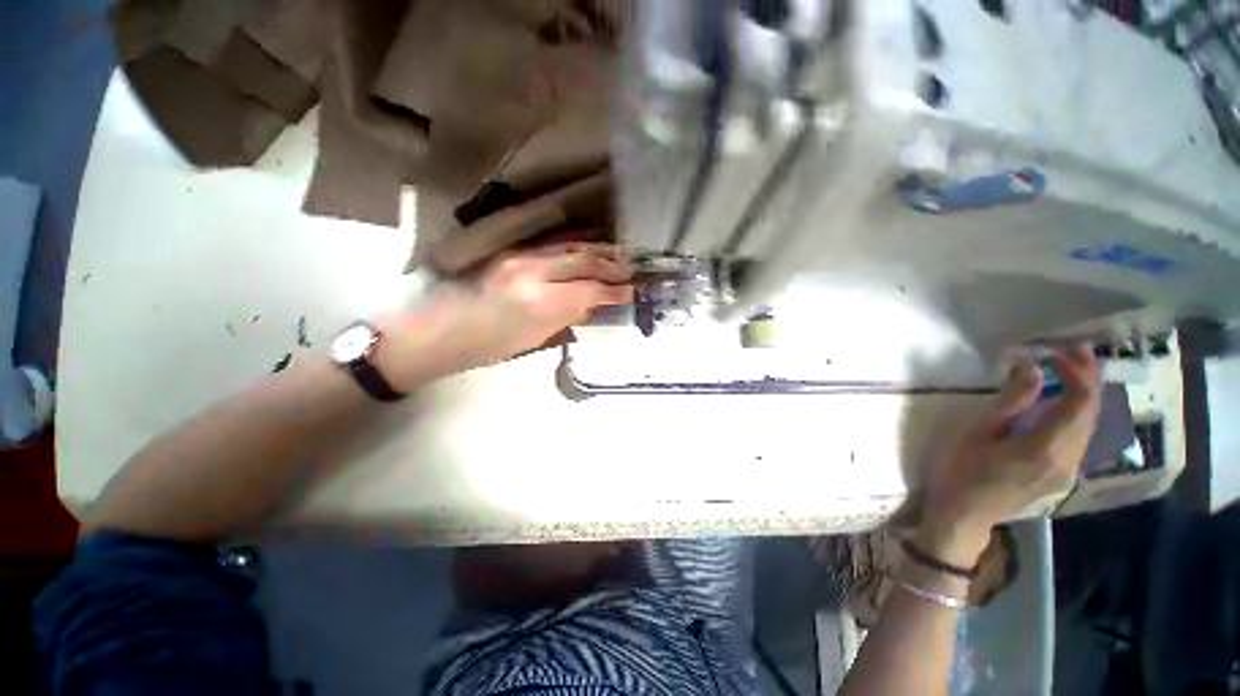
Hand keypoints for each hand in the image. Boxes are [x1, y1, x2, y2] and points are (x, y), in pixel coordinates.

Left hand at [379, 243, 632, 384]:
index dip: (614, 291)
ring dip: (597, 250)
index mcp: (538, 303)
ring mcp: (519, 257)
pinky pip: (551, 245)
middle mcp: (532, 272)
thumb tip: (592, 306)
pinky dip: (575, 244)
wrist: (437, 331)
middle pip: (583, 261)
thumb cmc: (485, 348)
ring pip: (568, 247)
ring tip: (619, 255)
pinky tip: (589, 245)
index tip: (633, 292)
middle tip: (633, 269)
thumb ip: (566, 318)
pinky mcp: (510, 252)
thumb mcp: (532, 341)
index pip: (589, 290)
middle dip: (612, 265)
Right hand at [919, 345, 1101, 561]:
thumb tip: (1032, 367)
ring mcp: (1069, 469)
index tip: (1058, 348)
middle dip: (1088, 376)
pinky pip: (1080, 436)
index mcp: (1047, 447)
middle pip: (1092, 411)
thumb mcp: (979, 433)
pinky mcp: (1063, 474)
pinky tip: (1063, 400)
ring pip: (1090, 424)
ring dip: (1085, 393)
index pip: (1080, 401)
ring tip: (1070, 368)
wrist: (964, 514)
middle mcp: (1069, 458)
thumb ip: (1011, 401)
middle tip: (1071, 349)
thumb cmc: (962, 470)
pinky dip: (1077, 411)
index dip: (1077, 370)